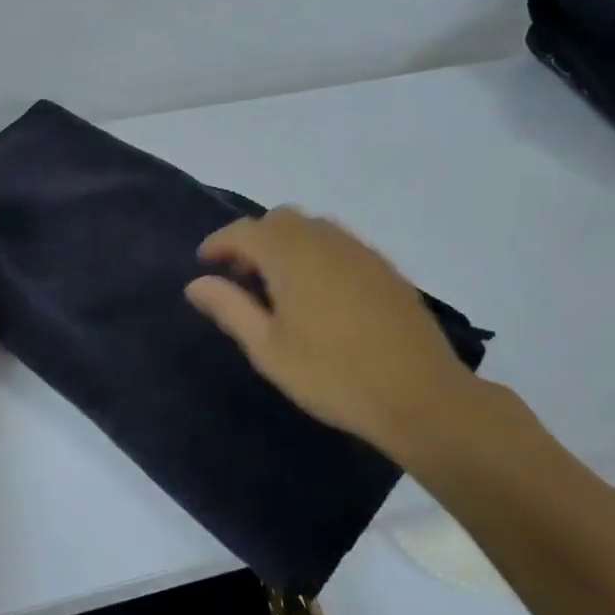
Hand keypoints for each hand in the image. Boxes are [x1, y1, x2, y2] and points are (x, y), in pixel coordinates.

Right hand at [186, 207, 502, 459]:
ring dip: (287, 244)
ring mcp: (359, 250)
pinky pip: (339, 244)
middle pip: (279, 220)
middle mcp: (325, 239)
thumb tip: (196, 283)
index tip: (204, 261)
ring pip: (312, 228)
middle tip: (242, 276)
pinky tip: (320, 294)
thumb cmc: (332, 374)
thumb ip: (230, 308)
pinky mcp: (384, 267)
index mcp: (290, 254)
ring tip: (279, 286)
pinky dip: (317, 254)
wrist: (418, 394)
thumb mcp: (268, 349)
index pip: (244, 232)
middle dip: (254, 240)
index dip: (219, 243)